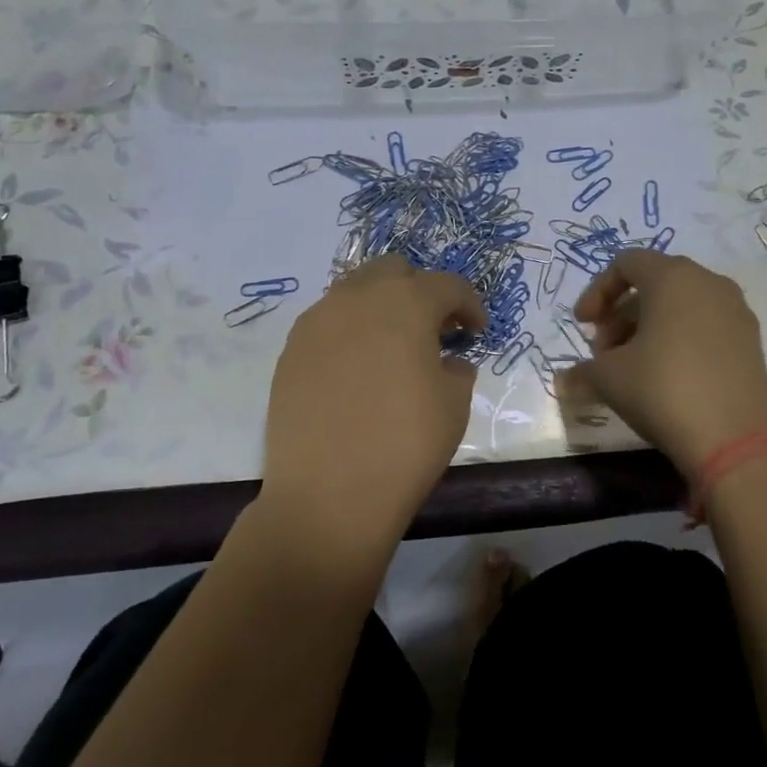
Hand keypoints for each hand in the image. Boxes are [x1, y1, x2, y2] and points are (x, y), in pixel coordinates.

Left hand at [261, 255, 484, 544]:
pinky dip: (350, 331)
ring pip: (355, 291)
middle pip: (394, 271)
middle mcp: (357, 298)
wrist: (327, 495)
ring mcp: (317, 321)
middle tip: (434, 330)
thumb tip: (448, 361)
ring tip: (393, 347)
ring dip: (382, 307)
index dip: (469, 304)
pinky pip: (327, 322)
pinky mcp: (290, 350)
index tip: (476, 331)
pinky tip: (358, 369)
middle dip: (420, 291)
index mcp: (405, 304)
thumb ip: (457, 369)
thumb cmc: (405, 445)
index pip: (447, 285)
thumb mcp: (454, 406)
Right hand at [567, 251, 766, 475]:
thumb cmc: (663, 390)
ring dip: (649, 328)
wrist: (732, 440)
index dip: (597, 291)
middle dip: (621, 314)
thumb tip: (563, 382)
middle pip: (654, 283)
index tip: (582, 325)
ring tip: (632, 368)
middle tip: (604, 351)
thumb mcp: (609, 378)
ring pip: (682, 305)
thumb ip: (582, 371)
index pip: (627, 263)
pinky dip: (679, 338)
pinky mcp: (751, 341)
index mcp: (673, 277)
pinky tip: (667, 377)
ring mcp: (736, 311)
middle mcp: (709, 283)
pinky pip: (705, 325)